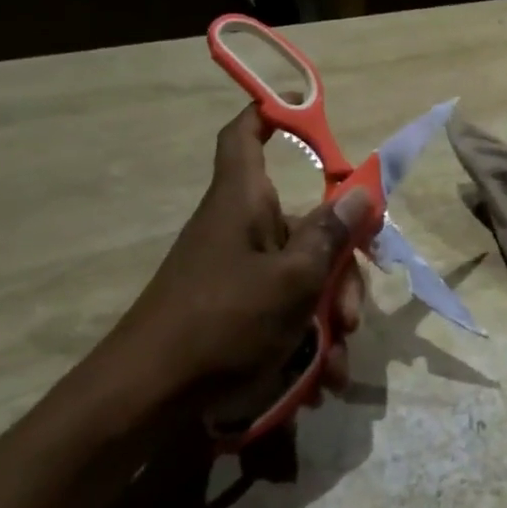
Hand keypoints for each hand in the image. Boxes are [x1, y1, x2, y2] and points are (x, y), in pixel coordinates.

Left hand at [106, 105, 370, 405]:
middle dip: (341, 269)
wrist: (145, 398)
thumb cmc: (222, 323)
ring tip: (338, 363)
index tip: (303, 108)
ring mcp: (238, 272)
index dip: (270, 113)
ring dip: (329, 316)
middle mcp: (241, 228)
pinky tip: (321, 380)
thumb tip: (361, 193)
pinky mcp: (235, 310)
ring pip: (303, 274)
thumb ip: (330, 235)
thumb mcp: (292, 280)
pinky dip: (306, 339)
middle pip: (306, 225)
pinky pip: (284, 309)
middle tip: (353, 314)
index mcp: (244, 202)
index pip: (245, 136)